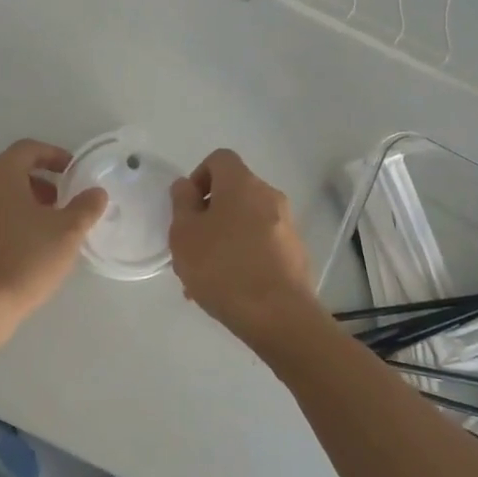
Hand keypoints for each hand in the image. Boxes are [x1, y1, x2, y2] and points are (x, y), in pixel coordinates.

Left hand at [0, 139, 108, 310]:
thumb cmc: (26, 257)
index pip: (27, 149)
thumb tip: (96, 193)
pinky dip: (7, 222)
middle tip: (62, 202)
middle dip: (40, 182)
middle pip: (10, 171)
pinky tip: (23, 248)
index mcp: (0, 174)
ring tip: (46, 228)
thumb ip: (85, 207)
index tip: (73, 172)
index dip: (53, 155)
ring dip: (23, 203)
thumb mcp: (67, 231)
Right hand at [169, 149, 319, 354]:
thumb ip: (182, 203)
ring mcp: (287, 226)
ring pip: (246, 222)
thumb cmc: (223, 267)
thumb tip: (186, 186)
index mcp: (242, 184)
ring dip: (224, 239)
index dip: (199, 176)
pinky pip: (261, 245)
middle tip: (191, 246)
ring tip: (205, 277)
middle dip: (209, 214)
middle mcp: (269, 196)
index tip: (187, 208)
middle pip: (233, 192)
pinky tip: (229, 289)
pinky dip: (243, 256)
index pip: (219, 159)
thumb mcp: (184, 234)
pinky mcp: (296, 254)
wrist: (279, 316)